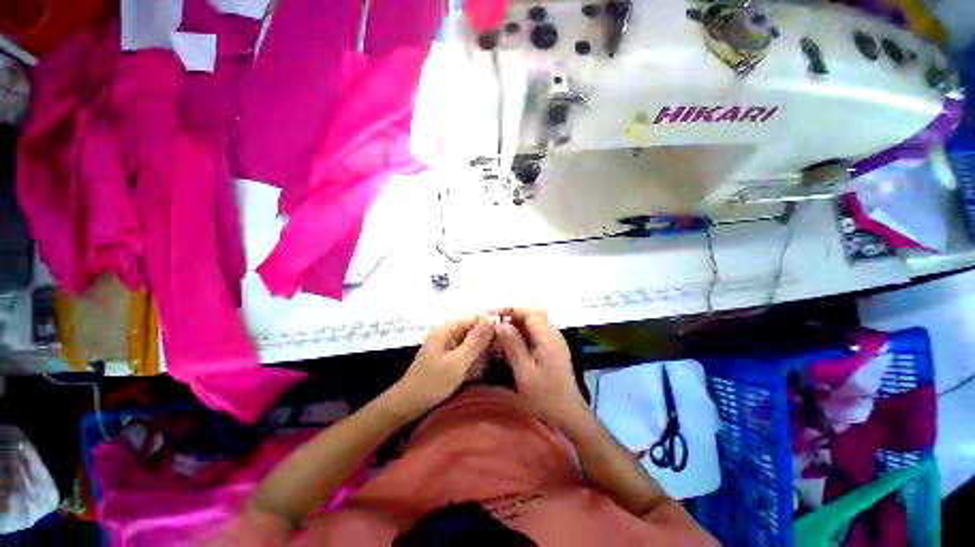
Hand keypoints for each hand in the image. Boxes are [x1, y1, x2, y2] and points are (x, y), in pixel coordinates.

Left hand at [392, 314, 494, 416]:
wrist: (408, 404)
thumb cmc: (432, 382)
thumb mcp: (457, 362)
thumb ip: (476, 340)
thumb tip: (492, 319)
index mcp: (449, 328)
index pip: (477, 316)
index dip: (492, 325)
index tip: (505, 339)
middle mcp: (450, 331)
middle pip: (476, 328)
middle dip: (489, 340)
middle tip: (500, 356)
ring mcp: (449, 343)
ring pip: (473, 340)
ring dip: (483, 351)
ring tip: (492, 364)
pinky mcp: (450, 355)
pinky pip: (468, 351)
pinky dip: (475, 358)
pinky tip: (480, 370)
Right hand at [495, 307, 586, 427]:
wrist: (567, 413)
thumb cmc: (545, 395)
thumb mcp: (524, 371)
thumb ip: (513, 345)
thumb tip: (500, 324)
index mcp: (548, 338)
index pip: (529, 311)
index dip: (510, 308)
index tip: (493, 313)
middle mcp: (553, 333)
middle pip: (533, 312)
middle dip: (513, 314)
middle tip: (496, 324)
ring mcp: (554, 339)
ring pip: (534, 320)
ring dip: (517, 323)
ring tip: (502, 335)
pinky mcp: (553, 347)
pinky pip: (536, 331)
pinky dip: (523, 332)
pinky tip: (513, 344)